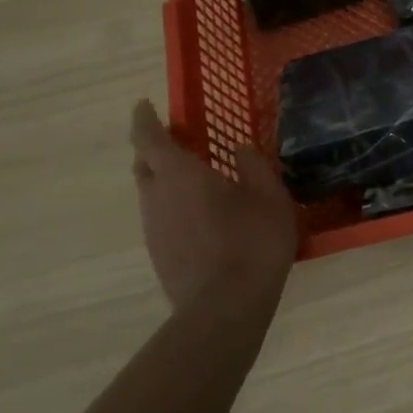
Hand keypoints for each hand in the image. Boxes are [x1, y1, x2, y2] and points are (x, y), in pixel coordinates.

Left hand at [128, 99, 297, 316]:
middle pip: (143, 165)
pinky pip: (160, 218)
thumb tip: (240, 148)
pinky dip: (173, 207)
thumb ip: (253, 165)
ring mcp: (153, 229)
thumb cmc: (252, 241)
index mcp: (179, 174)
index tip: (145, 105)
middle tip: (179, 141)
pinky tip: (202, 217)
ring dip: (165, 180)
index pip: (148, 137)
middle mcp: (157, 196)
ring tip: (197, 181)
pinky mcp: (158, 254)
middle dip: (154, 148)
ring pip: (151, 193)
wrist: (225, 307)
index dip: (144, 118)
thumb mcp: (269, 196)